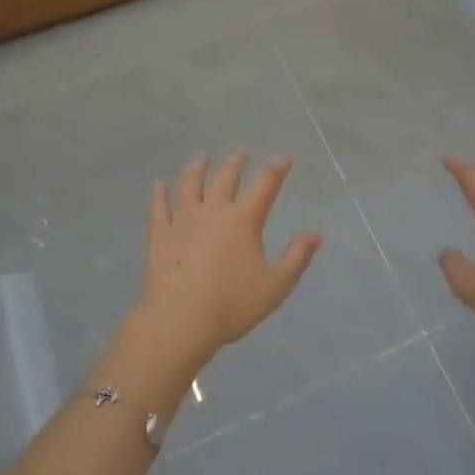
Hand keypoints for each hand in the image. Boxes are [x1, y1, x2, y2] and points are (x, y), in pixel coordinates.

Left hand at [140, 152, 321, 367]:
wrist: (181, 320)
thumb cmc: (233, 304)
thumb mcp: (276, 285)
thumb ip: (297, 258)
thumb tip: (315, 235)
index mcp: (244, 221)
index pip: (265, 186)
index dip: (276, 169)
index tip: (283, 158)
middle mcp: (214, 211)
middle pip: (226, 178)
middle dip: (235, 163)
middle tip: (240, 153)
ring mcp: (183, 220)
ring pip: (190, 185)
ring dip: (197, 168)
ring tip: (201, 158)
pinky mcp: (160, 235)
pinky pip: (159, 208)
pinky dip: (159, 194)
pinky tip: (159, 185)